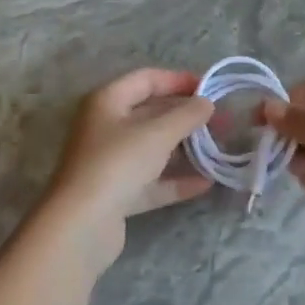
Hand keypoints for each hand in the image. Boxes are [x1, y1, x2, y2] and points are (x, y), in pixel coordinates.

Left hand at [41, 69, 214, 255]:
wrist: (82, 224)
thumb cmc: (118, 163)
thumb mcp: (157, 133)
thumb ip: (186, 115)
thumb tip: (206, 103)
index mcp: (107, 102)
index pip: (146, 79)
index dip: (179, 80)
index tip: (211, 88)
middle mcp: (106, 127)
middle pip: (151, 114)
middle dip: (188, 117)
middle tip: (223, 122)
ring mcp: (110, 162)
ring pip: (153, 149)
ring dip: (185, 149)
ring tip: (219, 151)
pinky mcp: (117, 193)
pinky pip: (152, 181)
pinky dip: (176, 180)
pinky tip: (206, 183)